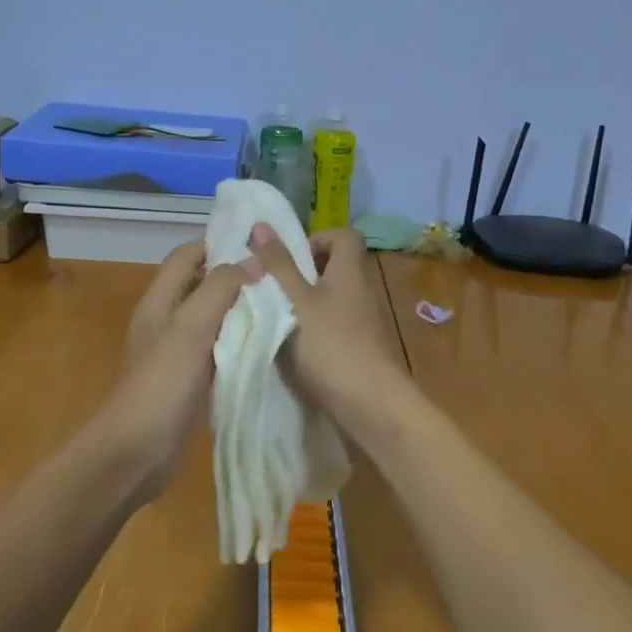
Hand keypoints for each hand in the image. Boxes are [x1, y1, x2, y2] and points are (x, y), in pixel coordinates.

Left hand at [98, 240, 256, 498]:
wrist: (133, 453)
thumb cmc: (160, 383)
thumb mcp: (191, 328)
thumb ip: (220, 289)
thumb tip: (252, 260)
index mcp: (159, 300)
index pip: (188, 255)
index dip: (218, 243)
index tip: (258, 242)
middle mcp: (165, 319)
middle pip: (201, 284)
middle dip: (235, 275)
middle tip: (279, 274)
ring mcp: (175, 352)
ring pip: (211, 317)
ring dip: (239, 309)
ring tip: (281, 304)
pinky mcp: (187, 380)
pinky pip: (216, 349)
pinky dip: (237, 341)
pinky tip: (265, 345)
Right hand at [247, 224, 407, 434]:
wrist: (371, 406)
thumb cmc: (331, 345)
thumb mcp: (295, 301)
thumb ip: (278, 265)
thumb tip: (261, 224)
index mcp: (350, 272)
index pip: (345, 236)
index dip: (317, 239)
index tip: (290, 259)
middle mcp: (361, 292)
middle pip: (335, 268)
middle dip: (302, 275)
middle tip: (274, 290)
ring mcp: (363, 324)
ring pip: (332, 300)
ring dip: (304, 305)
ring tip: (275, 320)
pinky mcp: (360, 351)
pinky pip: (333, 327)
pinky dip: (313, 331)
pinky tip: (291, 350)